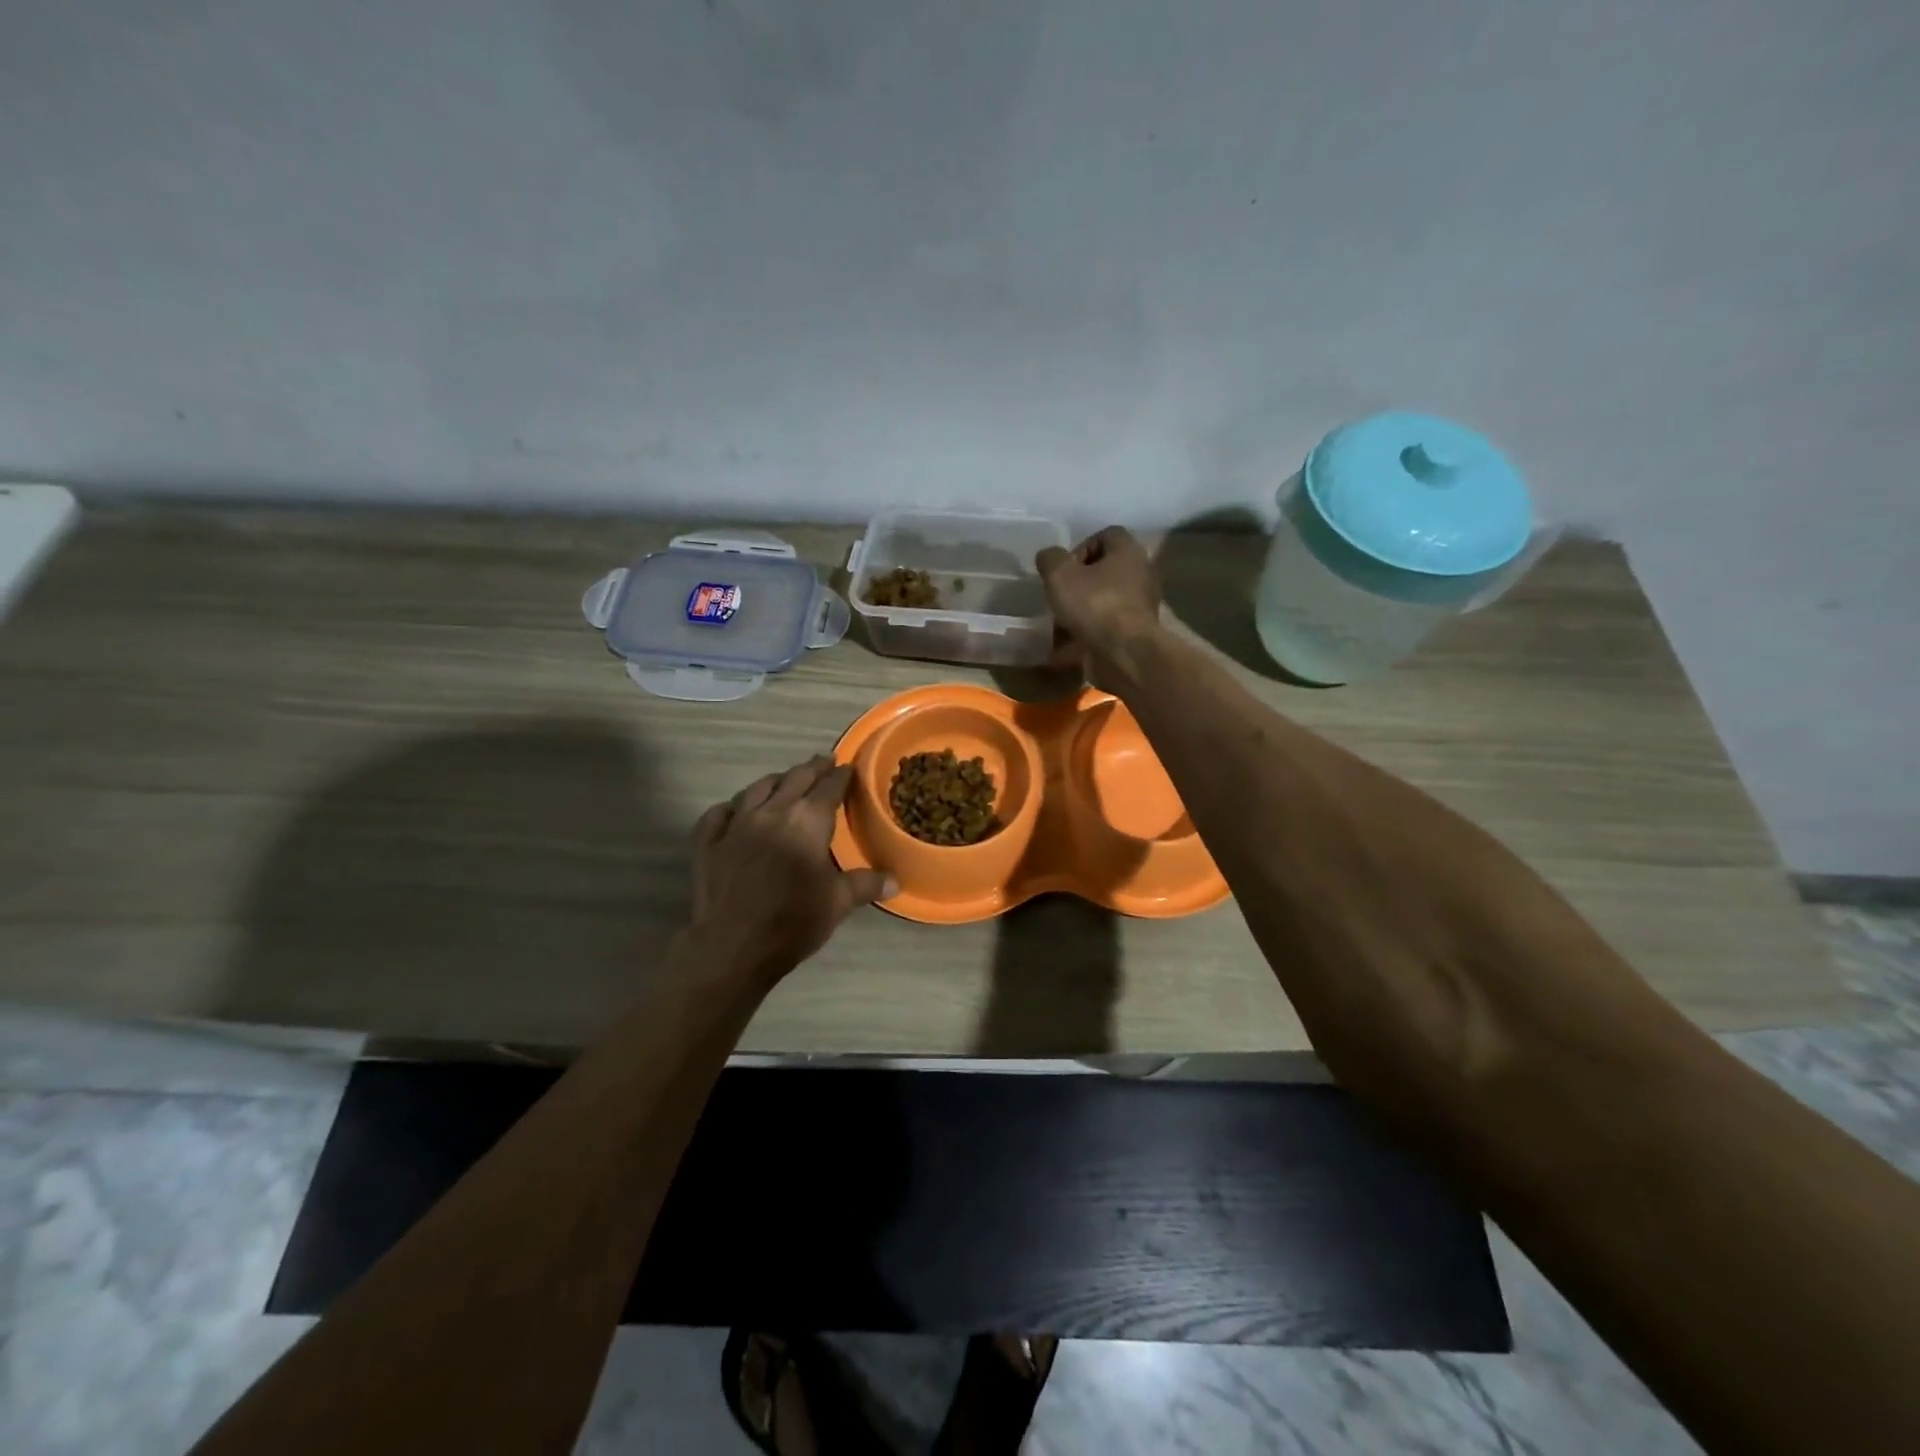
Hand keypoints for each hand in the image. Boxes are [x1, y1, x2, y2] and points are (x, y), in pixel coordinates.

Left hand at [690, 756, 894, 982]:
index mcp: (807, 821)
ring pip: (757, 789)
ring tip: (784, 781)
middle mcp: (772, 811)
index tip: (849, 768)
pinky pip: (720, 813)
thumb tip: (895, 881)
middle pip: (795, 778)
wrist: (732, 945)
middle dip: (812, 768)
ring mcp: (735, 823)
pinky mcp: (708, 841)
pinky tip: (735, 811)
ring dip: (775, 781)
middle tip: (823, 762)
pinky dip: (732, 807)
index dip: (841, 775)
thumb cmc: (793, 921)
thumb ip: (866, 885)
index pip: (829, 787)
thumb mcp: (838, 903)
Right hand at [1035, 526, 1163, 683]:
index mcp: (1128, 551)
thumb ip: (1051, 560)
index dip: (1080, 548)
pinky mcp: (1136, 632)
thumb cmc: (1095, 605)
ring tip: (1059, 625)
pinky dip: (1088, 633)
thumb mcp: (1060, 575)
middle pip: (1105, 570)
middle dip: (1079, 583)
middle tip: (1060, 596)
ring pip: (1104, 600)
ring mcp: (1141, 605)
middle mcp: (1141, 573)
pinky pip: (1107, 626)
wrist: (1125, 653)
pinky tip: (1068, 646)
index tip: (1064, 569)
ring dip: (1082, 610)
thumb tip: (1049, 557)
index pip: (1106, 536)